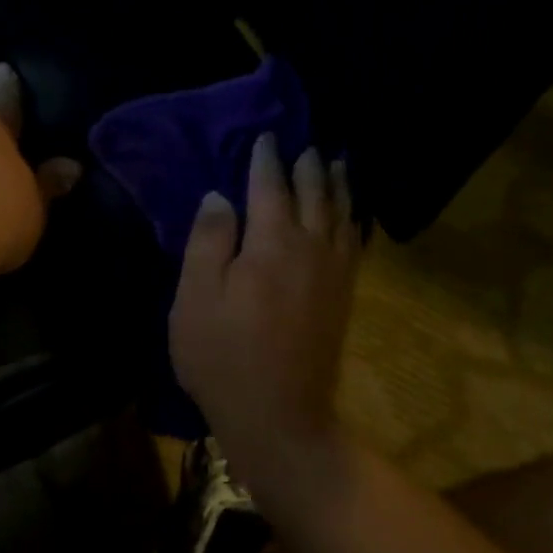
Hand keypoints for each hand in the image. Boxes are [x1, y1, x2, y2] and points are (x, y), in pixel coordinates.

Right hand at [170, 134, 361, 470]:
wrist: (279, 416)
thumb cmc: (224, 356)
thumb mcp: (196, 298)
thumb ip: (208, 241)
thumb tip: (220, 196)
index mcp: (271, 243)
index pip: (270, 186)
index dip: (266, 159)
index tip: (266, 137)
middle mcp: (310, 248)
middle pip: (313, 194)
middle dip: (308, 166)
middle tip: (305, 145)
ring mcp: (333, 273)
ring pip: (341, 214)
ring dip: (337, 185)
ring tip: (336, 164)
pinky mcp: (344, 296)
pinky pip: (356, 244)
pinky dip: (354, 220)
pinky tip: (353, 216)